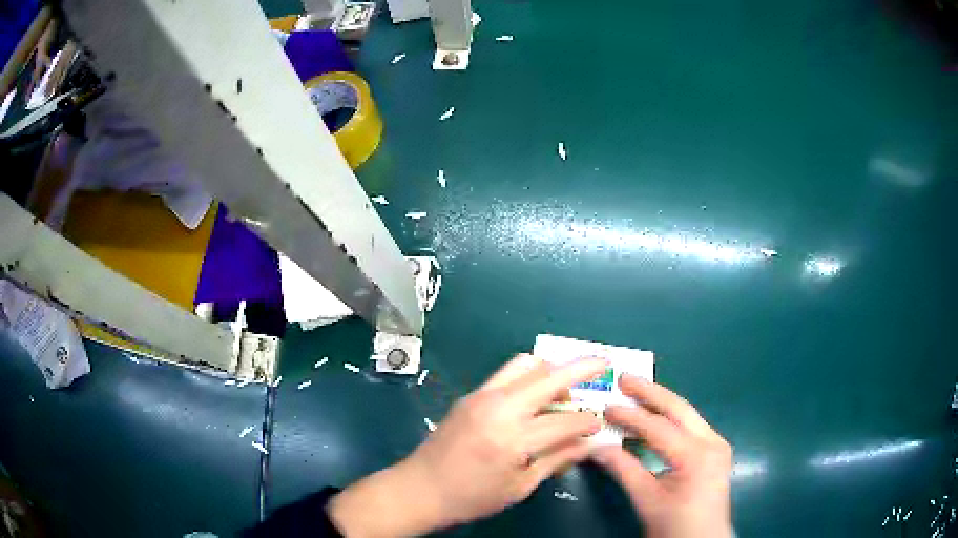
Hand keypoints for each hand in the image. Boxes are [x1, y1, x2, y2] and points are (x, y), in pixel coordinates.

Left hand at [327, 354, 605, 536]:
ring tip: (566, 387)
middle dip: (582, 367)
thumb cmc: (472, 498)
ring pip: (526, 363)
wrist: (420, 488)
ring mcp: (481, 396)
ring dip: (552, 370)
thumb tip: (589, 443)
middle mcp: (498, 408)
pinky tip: (537, 396)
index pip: (565, 420)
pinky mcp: (471, 395)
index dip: (588, 421)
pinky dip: (530, 376)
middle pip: (549, 375)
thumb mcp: (520, 486)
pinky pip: (507, 373)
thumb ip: (557, 459)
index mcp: (512, 439)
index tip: (600, 424)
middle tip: (603, 364)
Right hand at [592, 375, 733, 537]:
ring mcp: (718, 445)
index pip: (659, 428)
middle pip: (680, 409)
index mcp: (697, 456)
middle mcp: (713, 442)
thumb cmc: (676, 526)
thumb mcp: (647, 501)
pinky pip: (691, 427)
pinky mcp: (716, 452)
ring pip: (688, 415)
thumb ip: (624, 471)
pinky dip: (671, 419)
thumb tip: (597, 448)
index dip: (630, 416)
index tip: (606, 407)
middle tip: (625, 378)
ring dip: (661, 403)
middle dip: (651, 392)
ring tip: (636, 392)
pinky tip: (655, 418)